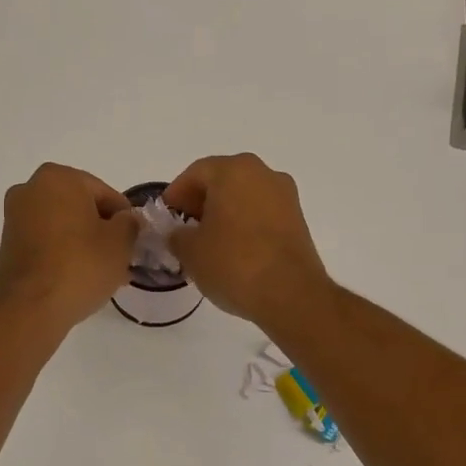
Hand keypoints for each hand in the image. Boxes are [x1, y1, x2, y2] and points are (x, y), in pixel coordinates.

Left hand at [0, 164, 139, 331]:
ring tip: (101, 272)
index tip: (133, 242)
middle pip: (81, 207)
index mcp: (58, 177)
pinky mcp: (7, 244)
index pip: (105, 194)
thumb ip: (130, 222)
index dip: (125, 219)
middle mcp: (30, 189)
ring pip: (62, 225)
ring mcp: (14, 216)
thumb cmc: (80, 266)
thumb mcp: (121, 242)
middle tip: (120, 258)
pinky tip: (78, 277)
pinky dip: (62, 252)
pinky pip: (45, 241)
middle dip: (101, 230)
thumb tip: (126, 220)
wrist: (30, 308)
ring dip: (83, 242)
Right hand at [162, 154, 328, 324]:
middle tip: (185, 227)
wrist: (291, 294)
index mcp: (233, 171)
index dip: (176, 194)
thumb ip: (177, 235)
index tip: (166, 215)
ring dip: (225, 212)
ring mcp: (285, 196)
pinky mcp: (298, 219)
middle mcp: (263, 174)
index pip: (196, 173)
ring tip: (209, 241)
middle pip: (223, 180)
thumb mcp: (190, 251)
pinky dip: (245, 223)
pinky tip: (234, 249)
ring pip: (244, 196)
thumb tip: (179, 234)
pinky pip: (262, 212)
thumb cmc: (234, 263)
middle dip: (201, 201)